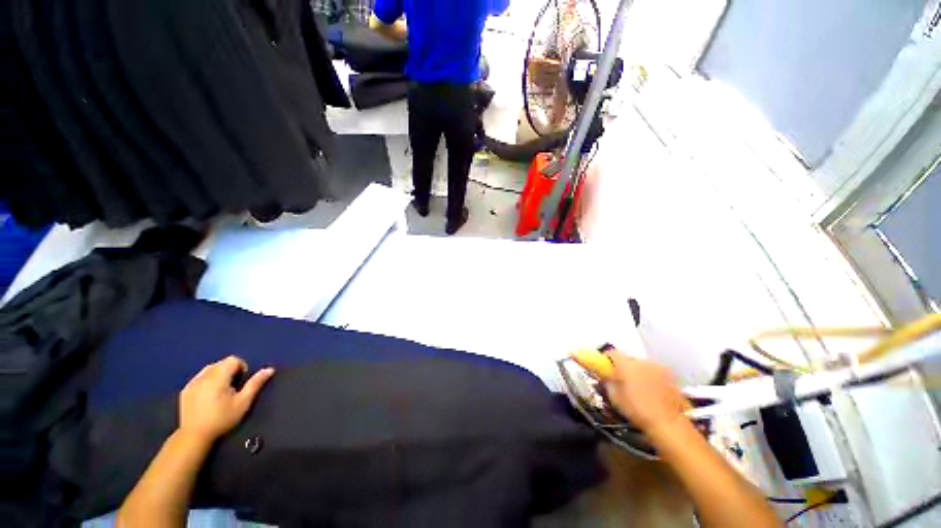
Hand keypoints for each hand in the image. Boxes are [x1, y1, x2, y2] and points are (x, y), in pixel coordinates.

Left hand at [178, 356, 273, 442]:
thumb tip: (270, 369)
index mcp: (218, 377)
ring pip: (209, 369)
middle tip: (233, 388)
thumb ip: (255, 383)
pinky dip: (207, 381)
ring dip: (218, 374)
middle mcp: (203, 377)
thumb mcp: (243, 402)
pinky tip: (208, 396)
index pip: (233, 360)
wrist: (195, 436)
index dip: (241, 367)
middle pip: (221, 363)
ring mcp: (192, 383)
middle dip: (230, 371)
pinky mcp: (185, 390)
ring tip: (221, 391)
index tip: (241, 382)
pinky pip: (199, 377)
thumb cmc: (222, 419)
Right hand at [606, 351, 687, 432]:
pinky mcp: (671, 376)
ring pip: (643, 364)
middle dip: (624, 366)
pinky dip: (651, 377)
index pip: (612, 353)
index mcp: (626, 364)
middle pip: (628, 358)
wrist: (668, 423)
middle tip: (622, 380)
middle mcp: (642, 361)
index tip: (605, 368)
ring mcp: (658, 367)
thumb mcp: (615, 398)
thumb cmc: (638, 410)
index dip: (607, 359)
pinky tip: (652, 391)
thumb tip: (606, 376)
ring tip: (639, 386)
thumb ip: (608, 382)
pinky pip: (655, 372)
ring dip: (638, 371)